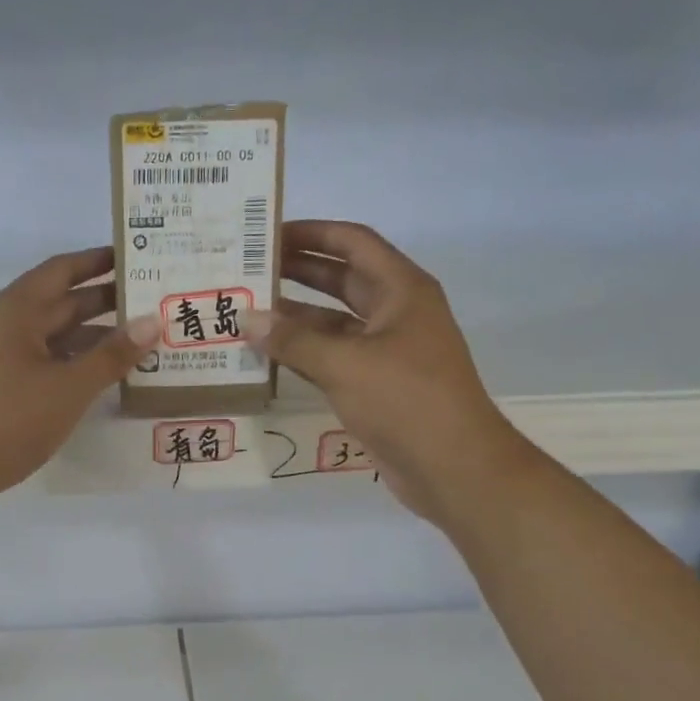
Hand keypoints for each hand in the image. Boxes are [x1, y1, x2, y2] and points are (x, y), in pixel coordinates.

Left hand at [0, 247, 160, 501]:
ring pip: (48, 334)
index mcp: (15, 309)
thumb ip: (113, 355)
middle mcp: (0, 322)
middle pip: (57, 301)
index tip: (133, 256)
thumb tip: (153, 321)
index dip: (98, 261)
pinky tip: (95, 373)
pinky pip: (37, 357)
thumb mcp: (70, 387)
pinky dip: (68, 359)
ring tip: (134, 340)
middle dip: (102, 301)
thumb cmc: (11, 419)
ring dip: (88, 335)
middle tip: (148, 301)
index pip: (62, 270)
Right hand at [246, 221, 533, 525]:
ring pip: (334, 322)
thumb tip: (247, 319)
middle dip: (297, 272)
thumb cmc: (406, 401)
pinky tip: (267, 354)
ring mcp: (386, 350)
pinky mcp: (375, 384)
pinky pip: (333, 357)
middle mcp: (395, 313)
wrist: (452, 467)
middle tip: (248, 269)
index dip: (313, 233)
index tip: (269, 233)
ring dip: (295, 316)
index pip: (353, 244)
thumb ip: (293, 340)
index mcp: (401, 290)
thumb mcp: (345, 364)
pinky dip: (303, 353)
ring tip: (247, 311)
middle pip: (342, 279)